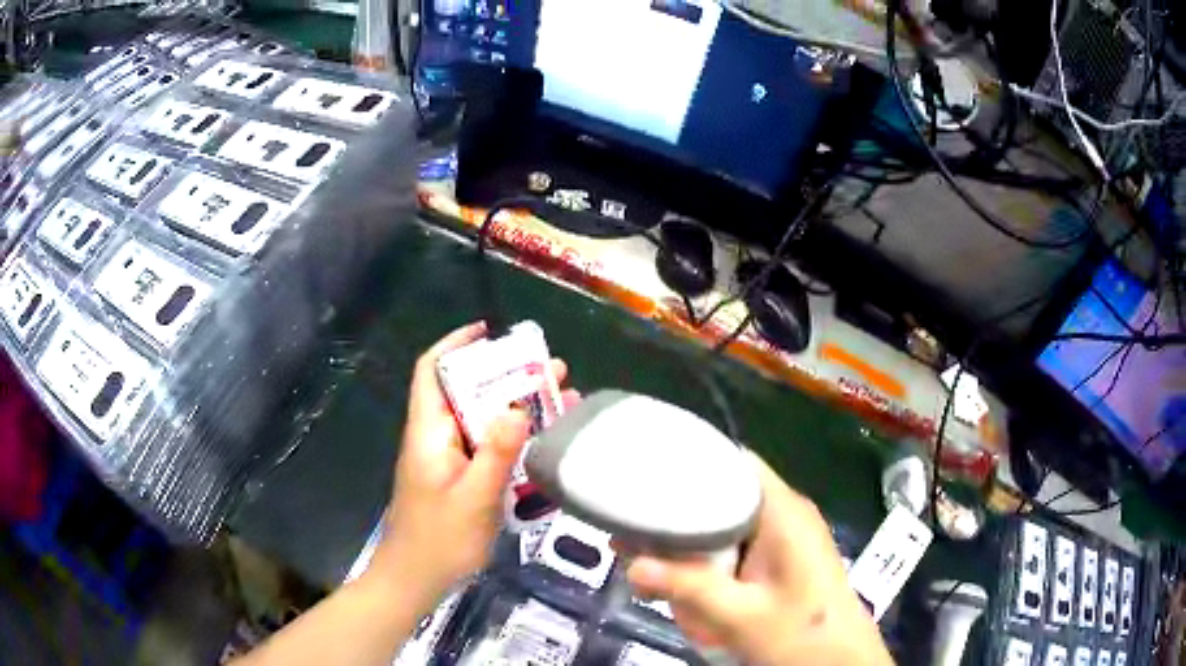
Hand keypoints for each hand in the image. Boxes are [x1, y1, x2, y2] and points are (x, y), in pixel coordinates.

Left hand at [368, 322, 577, 609]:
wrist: (416, 580)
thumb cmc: (440, 540)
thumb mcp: (474, 497)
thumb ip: (496, 453)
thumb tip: (517, 406)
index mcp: (428, 433)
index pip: (431, 371)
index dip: (454, 345)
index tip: (489, 331)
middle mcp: (436, 438)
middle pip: (465, 393)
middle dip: (504, 376)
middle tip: (548, 369)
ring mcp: (448, 461)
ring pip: (481, 421)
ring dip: (515, 407)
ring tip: (560, 397)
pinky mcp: (460, 480)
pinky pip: (487, 448)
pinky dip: (513, 438)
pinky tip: (545, 440)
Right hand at [625, 453, 892, 665]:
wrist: (840, 662)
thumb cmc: (800, 634)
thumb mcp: (740, 615)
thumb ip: (687, 587)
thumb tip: (630, 565)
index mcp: (782, 510)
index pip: (734, 462)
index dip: (691, 461)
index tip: (645, 476)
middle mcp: (784, 515)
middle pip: (725, 494)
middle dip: (679, 513)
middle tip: (631, 528)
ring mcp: (785, 538)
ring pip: (727, 525)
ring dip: (690, 542)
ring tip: (642, 556)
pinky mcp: (781, 561)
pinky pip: (737, 547)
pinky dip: (707, 559)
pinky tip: (680, 579)